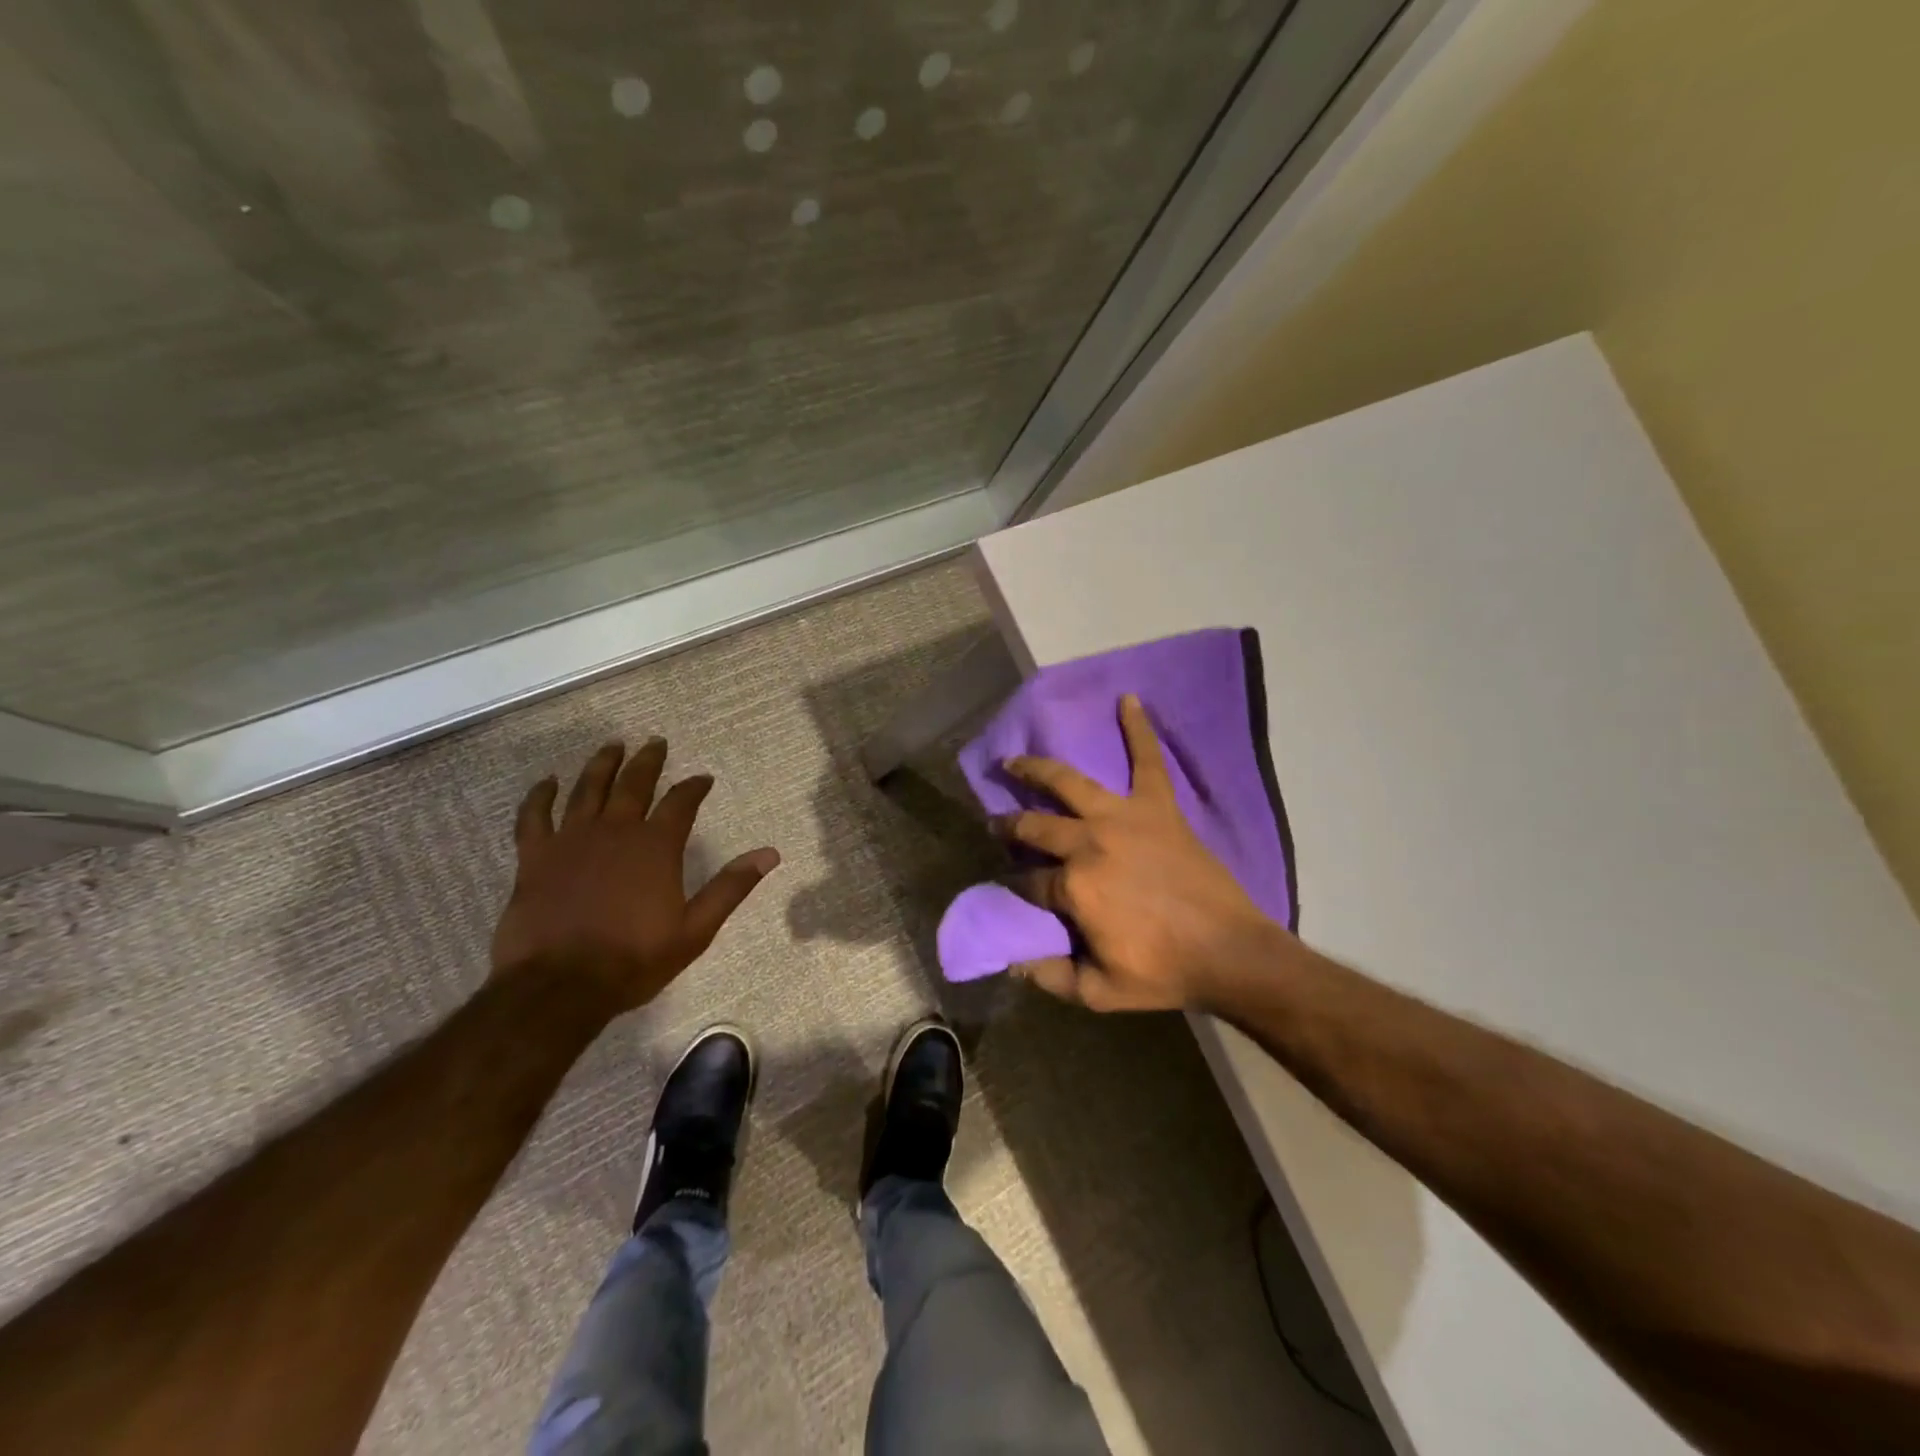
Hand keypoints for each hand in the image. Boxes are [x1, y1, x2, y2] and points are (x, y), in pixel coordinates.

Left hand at [491, 739, 778, 1011]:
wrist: (559, 986)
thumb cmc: (633, 959)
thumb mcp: (695, 929)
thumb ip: (731, 887)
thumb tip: (770, 854)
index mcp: (656, 847)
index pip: (681, 803)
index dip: (694, 787)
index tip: (703, 778)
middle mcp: (615, 831)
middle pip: (633, 784)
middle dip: (648, 761)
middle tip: (655, 742)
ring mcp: (571, 840)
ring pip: (587, 789)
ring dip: (601, 765)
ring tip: (612, 746)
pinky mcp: (535, 857)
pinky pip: (535, 816)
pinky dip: (540, 796)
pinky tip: (547, 782)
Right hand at [998, 695, 1290, 1010]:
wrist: (1231, 952)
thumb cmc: (1164, 972)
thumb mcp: (1098, 991)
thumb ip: (1049, 976)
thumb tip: (1012, 960)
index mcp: (1073, 886)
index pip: (1029, 880)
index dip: (1015, 885)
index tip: (1008, 886)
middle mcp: (1089, 842)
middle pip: (1036, 825)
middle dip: (1009, 824)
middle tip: (995, 822)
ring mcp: (1124, 818)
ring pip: (1069, 782)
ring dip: (1037, 768)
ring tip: (1015, 760)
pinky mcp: (1158, 807)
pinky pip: (1148, 760)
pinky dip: (1139, 729)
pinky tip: (1129, 700)